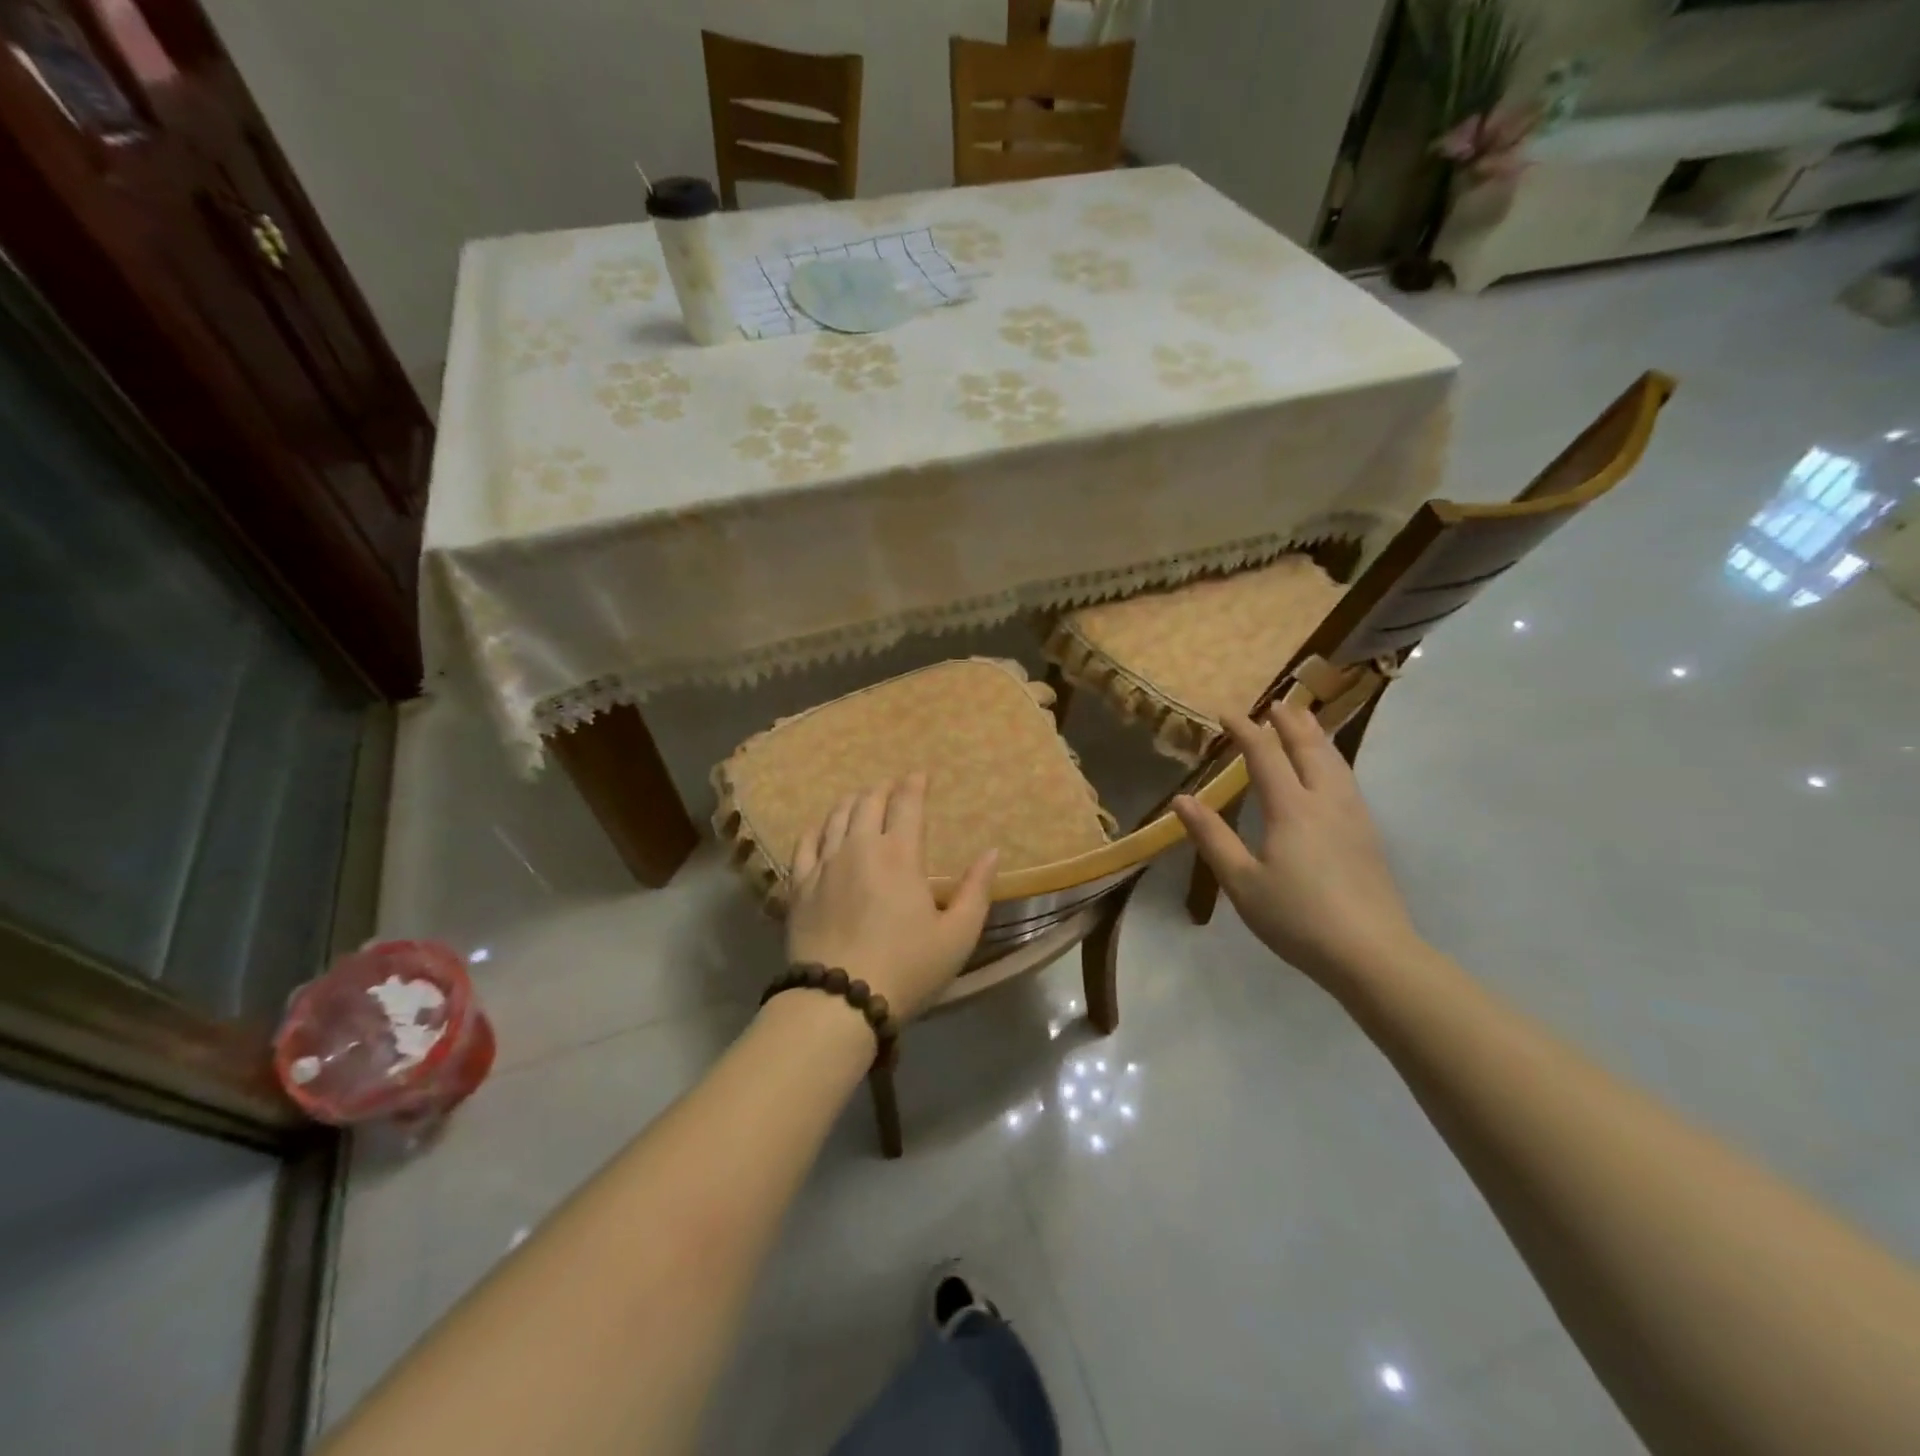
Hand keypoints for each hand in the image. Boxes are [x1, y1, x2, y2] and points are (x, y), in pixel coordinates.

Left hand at [785, 774, 998, 1021]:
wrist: (839, 1000)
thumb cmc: (907, 968)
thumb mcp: (958, 935)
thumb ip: (977, 890)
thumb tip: (992, 852)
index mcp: (900, 855)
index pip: (907, 804)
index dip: (914, 784)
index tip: (919, 775)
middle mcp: (859, 848)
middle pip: (868, 802)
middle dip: (882, 788)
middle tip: (891, 787)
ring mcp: (824, 865)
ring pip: (835, 817)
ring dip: (851, 802)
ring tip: (860, 799)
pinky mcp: (799, 885)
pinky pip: (805, 843)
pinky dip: (817, 828)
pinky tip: (821, 828)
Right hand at [1172, 702, 1422, 987]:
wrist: (1372, 953)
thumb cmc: (1297, 918)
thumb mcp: (1242, 882)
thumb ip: (1212, 837)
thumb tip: (1182, 799)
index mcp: (1291, 809)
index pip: (1264, 755)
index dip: (1245, 731)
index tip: (1227, 712)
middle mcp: (1325, 801)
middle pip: (1308, 748)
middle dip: (1289, 722)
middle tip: (1276, 702)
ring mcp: (1353, 816)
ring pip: (1335, 760)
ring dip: (1316, 734)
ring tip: (1306, 719)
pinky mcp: (1369, 834)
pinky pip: (1347, 778)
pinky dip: (1333, 758)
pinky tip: (1332, 768)